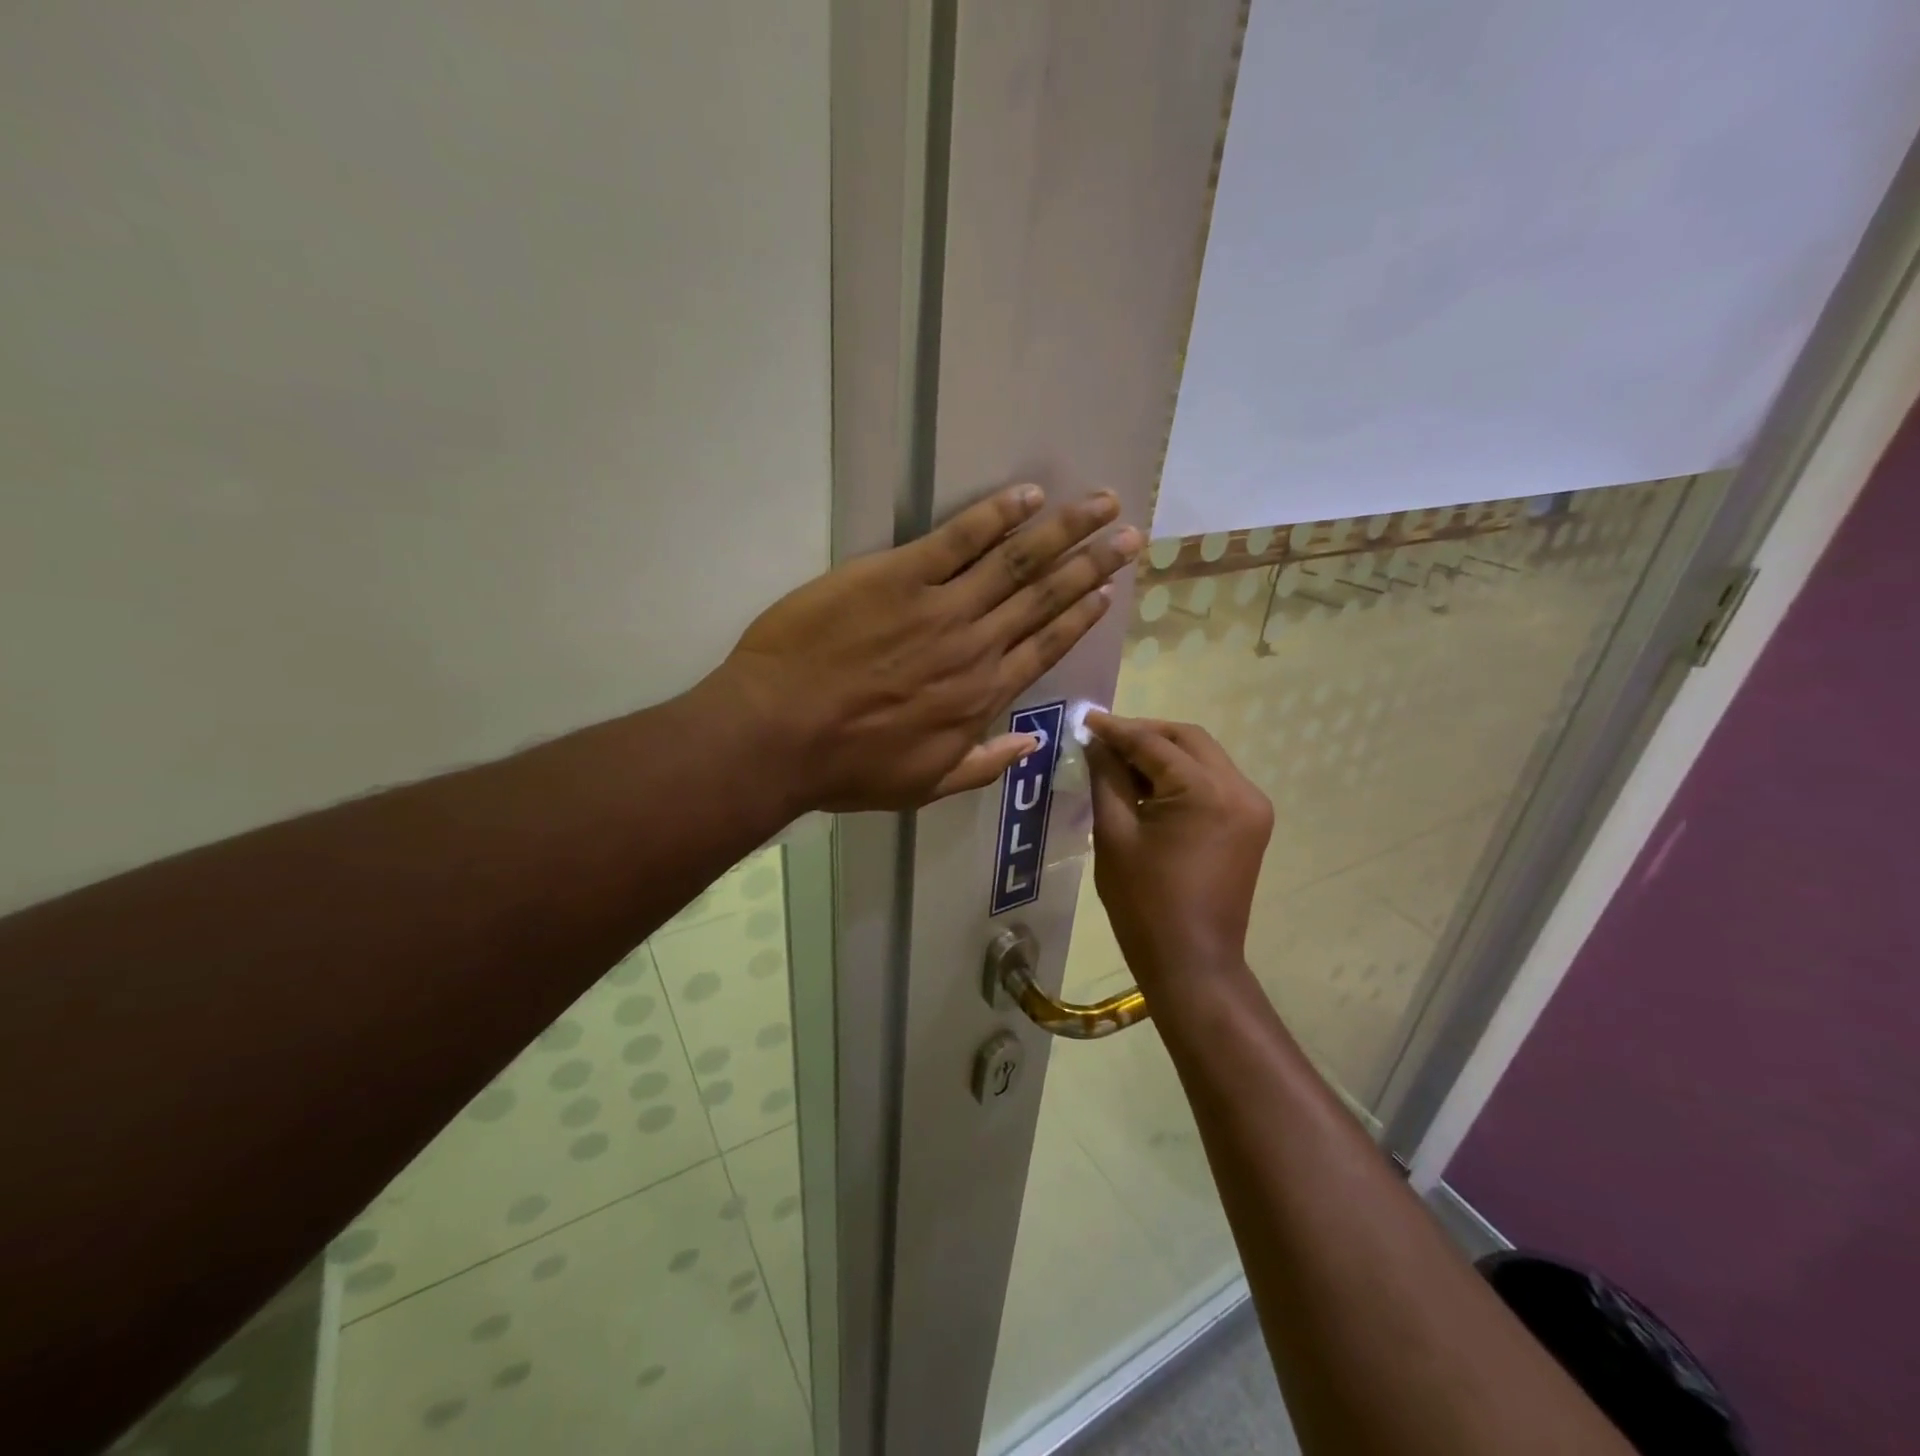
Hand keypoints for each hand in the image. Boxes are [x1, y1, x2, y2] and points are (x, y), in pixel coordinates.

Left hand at [714, 485, 1142, 811]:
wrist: (779, 734)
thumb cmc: (847, 766)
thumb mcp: (922, 786)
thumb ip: (981, 766)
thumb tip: (1029, 745)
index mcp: (981, 696)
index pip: (1046, 647)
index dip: (1080, 616)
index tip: (1108, 591)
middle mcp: (976, 646)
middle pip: (1046, 597)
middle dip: (1093, 563)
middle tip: (1131, 534)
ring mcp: (941, 606)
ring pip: (1017, 561)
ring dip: (1065, 530)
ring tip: (1103, 504)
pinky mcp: (898, 575)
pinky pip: (958, 538)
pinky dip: (997, 514)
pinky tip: (1029, 495)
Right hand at [1086, 712, 1273, 979]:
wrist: (1192, 962)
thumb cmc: (1144, 903)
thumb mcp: (1114, 834)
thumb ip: (1107, 778)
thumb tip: (1096, 743)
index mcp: (1206, 792)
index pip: (1154, 743)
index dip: (1116, 729)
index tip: (1085, 719)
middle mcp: (1240, 789)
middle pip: (1188, 740)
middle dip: (1144, 734)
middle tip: (1103, 738)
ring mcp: (1252, 807)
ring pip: (1203, 758)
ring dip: (1163, 753)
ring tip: (1120, 760)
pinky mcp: (1251, 824)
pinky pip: (1213, 782)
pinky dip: (1181, 776)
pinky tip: (1149, 785)